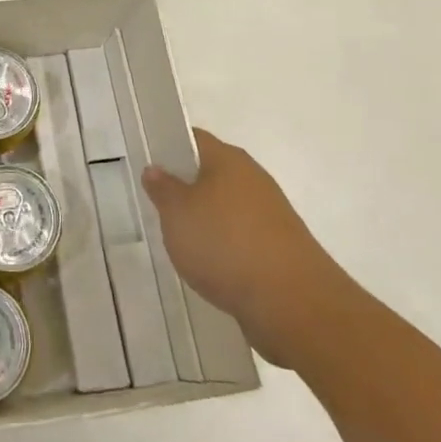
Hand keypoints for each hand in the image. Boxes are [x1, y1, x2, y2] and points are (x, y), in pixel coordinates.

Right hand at [142, 128, 353, 368]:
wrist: (292, 303)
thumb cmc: (225, 244)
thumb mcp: (177, 213)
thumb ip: (163, 188)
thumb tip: (156, 168)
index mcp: (228, 159)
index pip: (192, 138)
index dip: (168, 146)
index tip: (148, 163)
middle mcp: (252, 178)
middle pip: (210, 172)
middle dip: (184, 187)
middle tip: (156, 204)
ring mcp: (269, 213)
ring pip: (225, 206)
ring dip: (204, 219)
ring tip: (179, 239)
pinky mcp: (278, 247)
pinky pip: (240, 236)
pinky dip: (223, 246)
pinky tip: (208, 265)